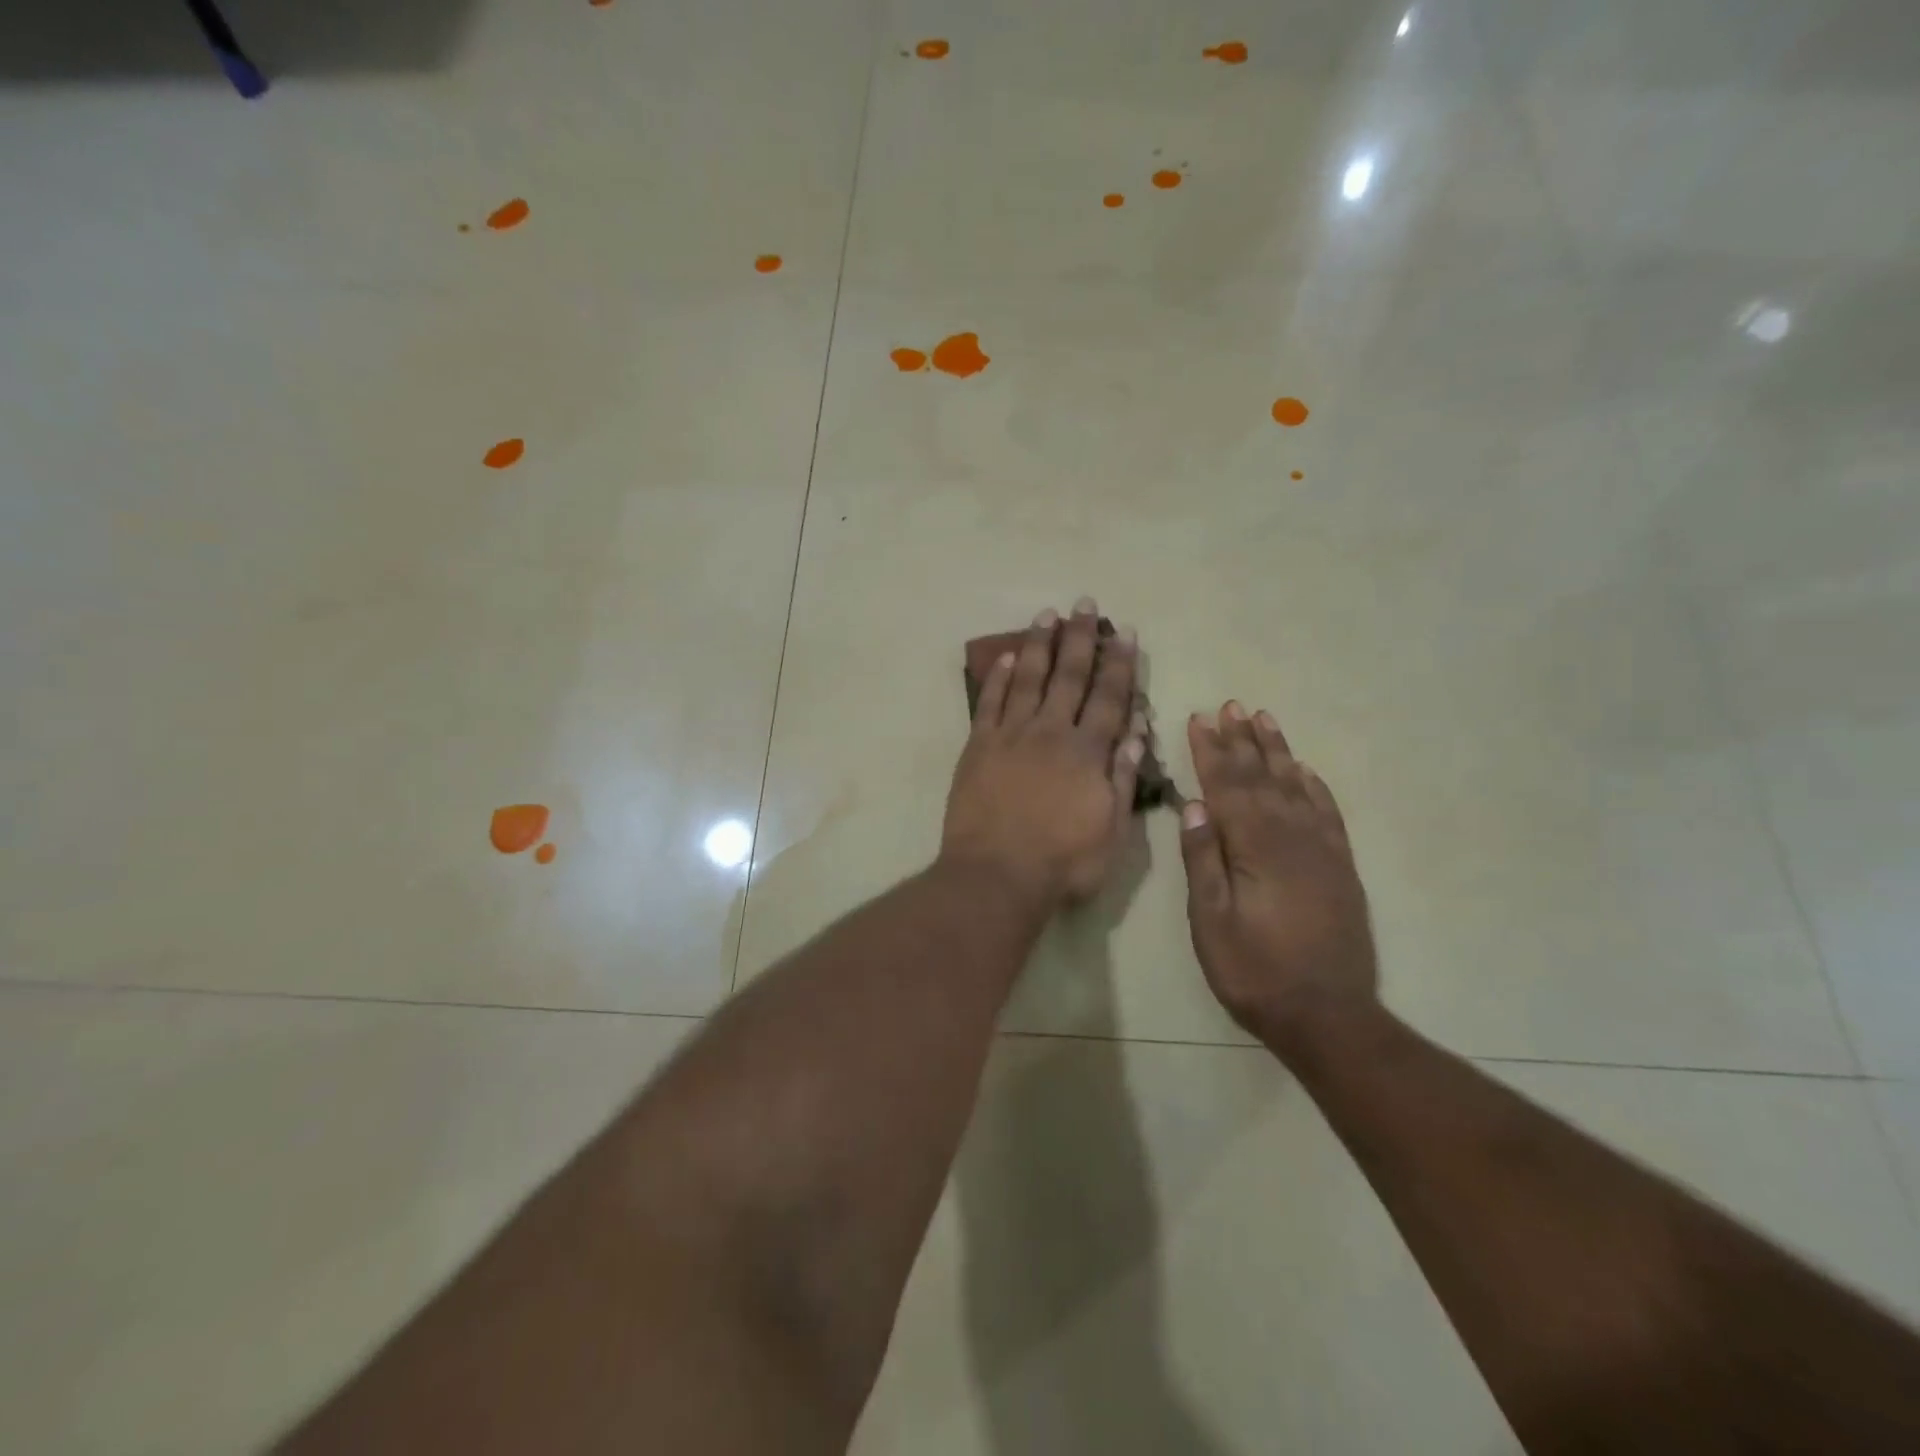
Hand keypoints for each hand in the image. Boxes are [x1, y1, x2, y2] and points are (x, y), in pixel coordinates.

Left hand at [942, 600, 1146, 907]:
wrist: (997, 875)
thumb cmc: (1063, 862)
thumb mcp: (1113, 831)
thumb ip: (1122, 778)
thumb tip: (1136, 731)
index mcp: (1087, 752)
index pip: (1109, 698)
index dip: (1119, 664)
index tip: (1124, 633)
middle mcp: (1050, 732)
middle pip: (1068, 676)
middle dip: (1079, 638)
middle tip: (1084, 604)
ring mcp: (1010, 736)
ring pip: (1028, 679)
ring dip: (1039, 645)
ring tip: (1046, 614)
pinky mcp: (978, 747)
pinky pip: (989, 703)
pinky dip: (998, 678)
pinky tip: (1006, 657)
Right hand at [1179, 702, 1377, 1045]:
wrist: (1328, 1016)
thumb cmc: (1255, 971)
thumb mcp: (1211, 922)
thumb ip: (1203, 860)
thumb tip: (1193, 805)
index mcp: (1255, 847)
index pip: (1228, 786)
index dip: (1211, 751)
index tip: (1199, 718)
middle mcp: (1292, 837)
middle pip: (1262, 777)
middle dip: (1241, 740)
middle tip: (1230, 705)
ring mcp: (1321, 850)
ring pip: (1295, 786)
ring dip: (1277, 751)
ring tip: (1263, 719)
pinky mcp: (1340, 867)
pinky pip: (1327, 812)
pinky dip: (1314, 786)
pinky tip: (1304, 770)